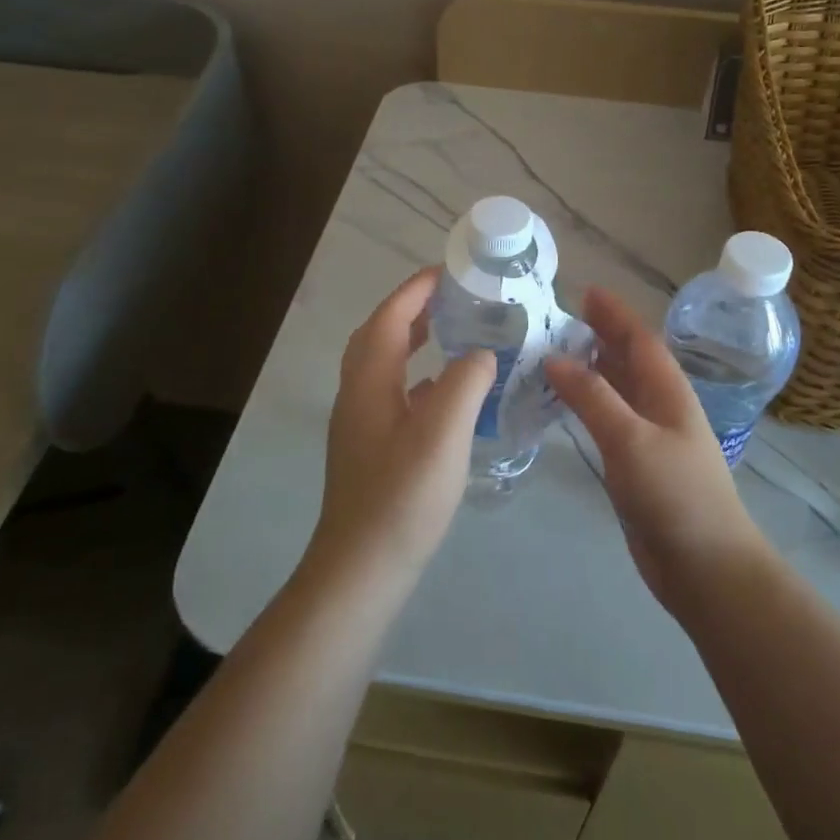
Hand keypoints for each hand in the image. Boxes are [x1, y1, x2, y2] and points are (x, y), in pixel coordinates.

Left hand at [310, 267, 495, 587]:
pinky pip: (394, 393)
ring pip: (385, 364)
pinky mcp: (371, 448)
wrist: (362, 569)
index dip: (416, 289)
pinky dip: (419, 377)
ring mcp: (361, 423)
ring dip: (414, 339)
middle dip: (412, 308)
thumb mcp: (443, 432)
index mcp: (369, 380)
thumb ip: (466, 382)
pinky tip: (446, 392)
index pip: (389, 317)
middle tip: (453, 297)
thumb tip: (482, 353)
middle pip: (380, 335)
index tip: (449, 271)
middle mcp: (358, 393)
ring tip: (453, 333)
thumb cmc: (402, 496)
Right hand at [545, 287, 768, 614]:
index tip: (585, 291)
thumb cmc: (675, 495)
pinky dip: (587, 405)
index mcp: (668, 391)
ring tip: (554, 354)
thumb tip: (554, 358)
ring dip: (591, 369)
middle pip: (629, 359)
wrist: (706, 567)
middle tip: (560, 319)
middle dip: (600, 336)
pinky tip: (565, 407)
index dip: (614, 314)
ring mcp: (650, 437)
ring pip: (617, 389)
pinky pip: (608, 420)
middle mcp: (661, 406)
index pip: (639, 339)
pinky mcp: (637, 465)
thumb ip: (593, 397)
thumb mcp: (631, 439)